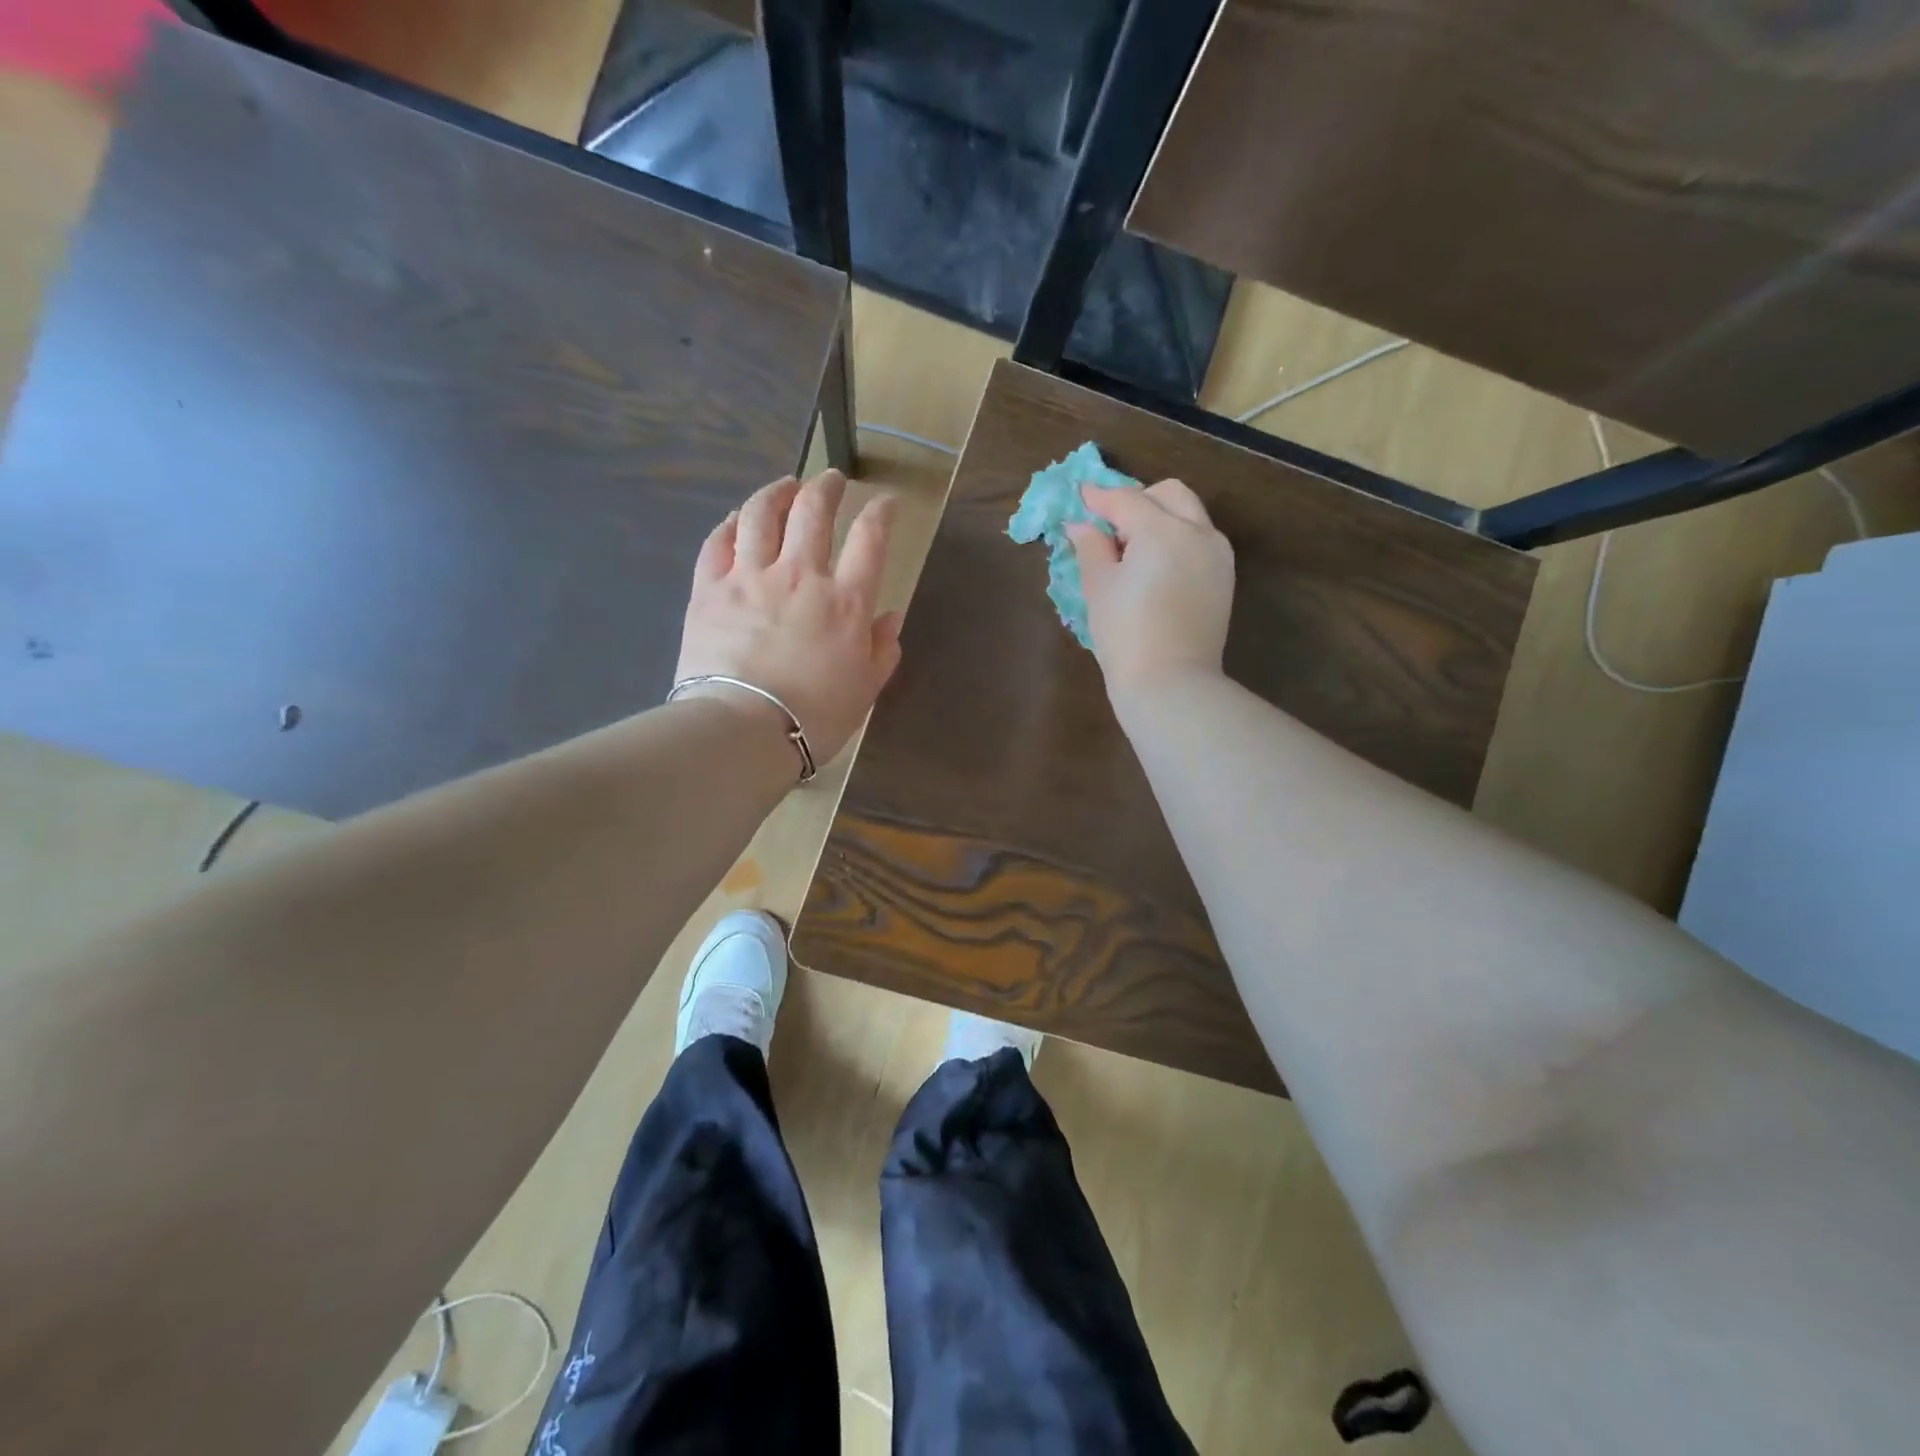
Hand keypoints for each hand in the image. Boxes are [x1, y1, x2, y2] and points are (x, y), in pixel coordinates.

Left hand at [675, 469, 902, 766]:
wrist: (745, 730)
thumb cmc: (815, 717)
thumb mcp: (865, 689)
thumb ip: (883, 649)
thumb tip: (890, 617)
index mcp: (845, 601)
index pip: (870, 539)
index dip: (881, 513)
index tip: (886, 503)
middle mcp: (800, 575)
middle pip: (813, 511)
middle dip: (826, 487)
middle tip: (832, 480)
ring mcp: (750, 577)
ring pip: (761, 514)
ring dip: (776, 492)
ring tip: (785, 486)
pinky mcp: (710, 589)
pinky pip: (718, 542)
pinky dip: (731, 523)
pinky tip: (737, 519)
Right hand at [1066, 478, 1233, 700]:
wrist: (1170, 683)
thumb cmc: (1124, 634)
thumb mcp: (1098, 587)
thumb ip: (1090, 547)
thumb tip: (1081, 525)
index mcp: (1163, 530)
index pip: (1127, 500)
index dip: (1099, 497)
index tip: (1080, 496)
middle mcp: (1198, 532)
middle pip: (1168, 494)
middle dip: (1138, 500)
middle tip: (1110, 525)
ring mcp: (1217, 555)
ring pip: (1190, 515)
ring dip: (1161, 517)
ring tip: (1132, 549)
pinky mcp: (1224, 578)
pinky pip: (1200, 541)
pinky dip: (1177, 539)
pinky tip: (1155, 567)